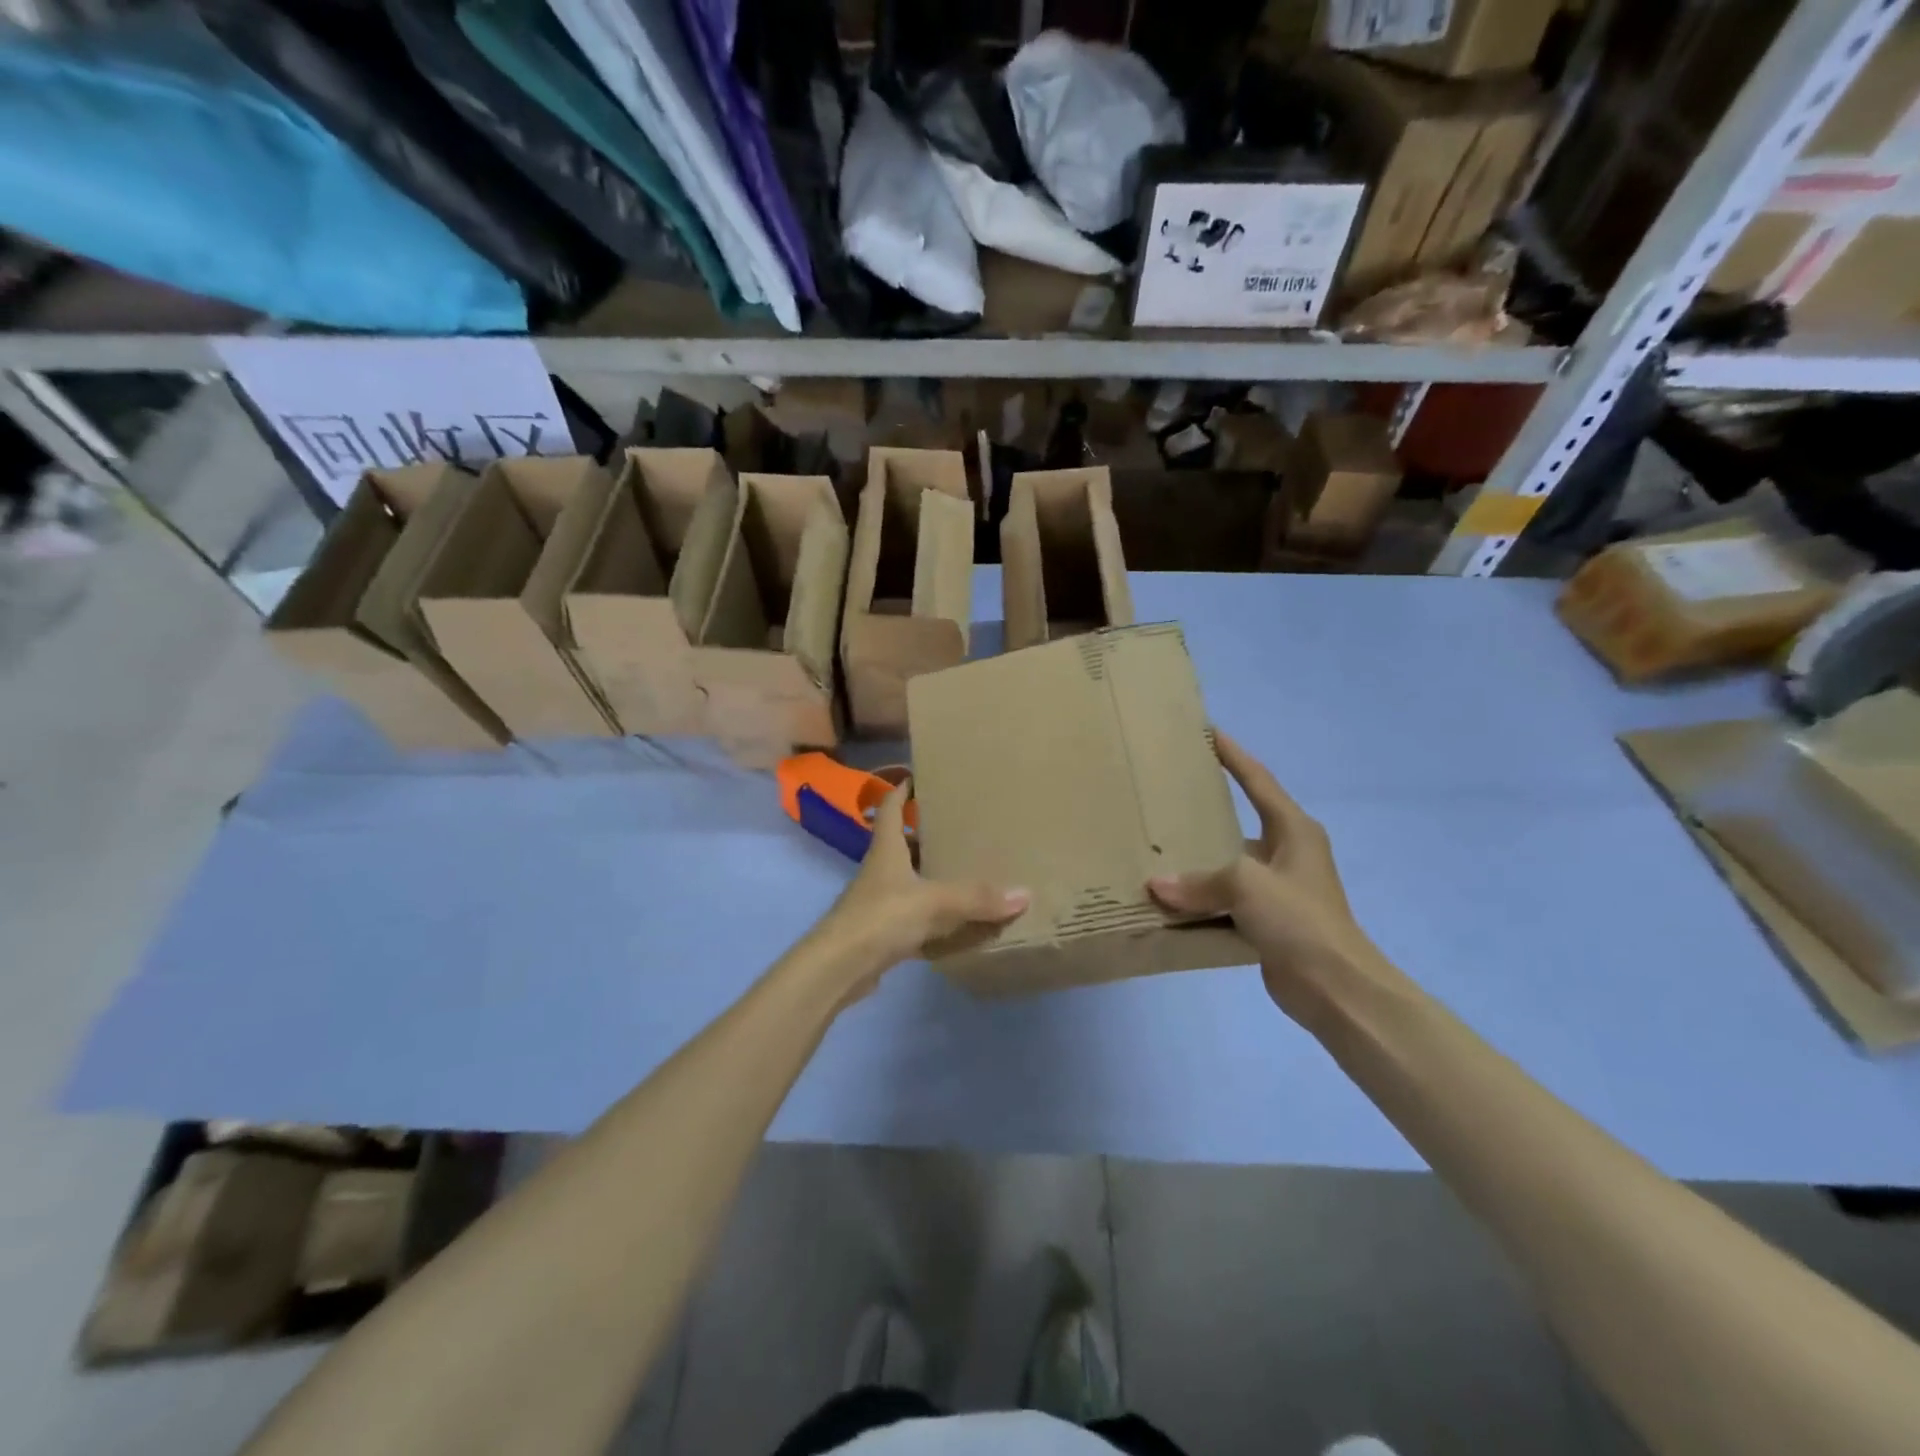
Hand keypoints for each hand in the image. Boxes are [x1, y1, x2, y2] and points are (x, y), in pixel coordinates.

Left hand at [803, 779, 1028, 1006]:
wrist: (839, 968)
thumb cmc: (881, 917)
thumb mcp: (934, 902)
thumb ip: (977, 897)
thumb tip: (1024, 893)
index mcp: (887, 848)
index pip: (892, 807)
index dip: (904, 789)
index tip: (923, 776)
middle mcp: (880, 869)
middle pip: (902, 842)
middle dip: (927, 832)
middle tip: (961, 824)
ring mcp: (878, 901)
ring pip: (908, 878)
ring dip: (930, 872)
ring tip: (965, 867)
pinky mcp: (882, 931)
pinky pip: (912, 914)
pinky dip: (932, 913)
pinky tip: (955, 918)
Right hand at [1147, 731, 1377, 1018]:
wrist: (1336, 988)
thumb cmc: (1299, 919)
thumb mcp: (1246, 885)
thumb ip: (1199, 881)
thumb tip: (1156, 886)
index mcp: (1293, 830)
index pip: (1258, 781)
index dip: (1233, 756)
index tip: (1207, 733)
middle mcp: (1286, 853)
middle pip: (1238, 822)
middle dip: (1204, 811)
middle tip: (1165, 794)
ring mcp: (1277, 889)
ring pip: (1227, 865)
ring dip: (1197, 862)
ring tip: (1155, 847)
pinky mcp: (1266, 920)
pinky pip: (1224, 900)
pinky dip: (1200, 899)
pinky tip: (1168, 899)